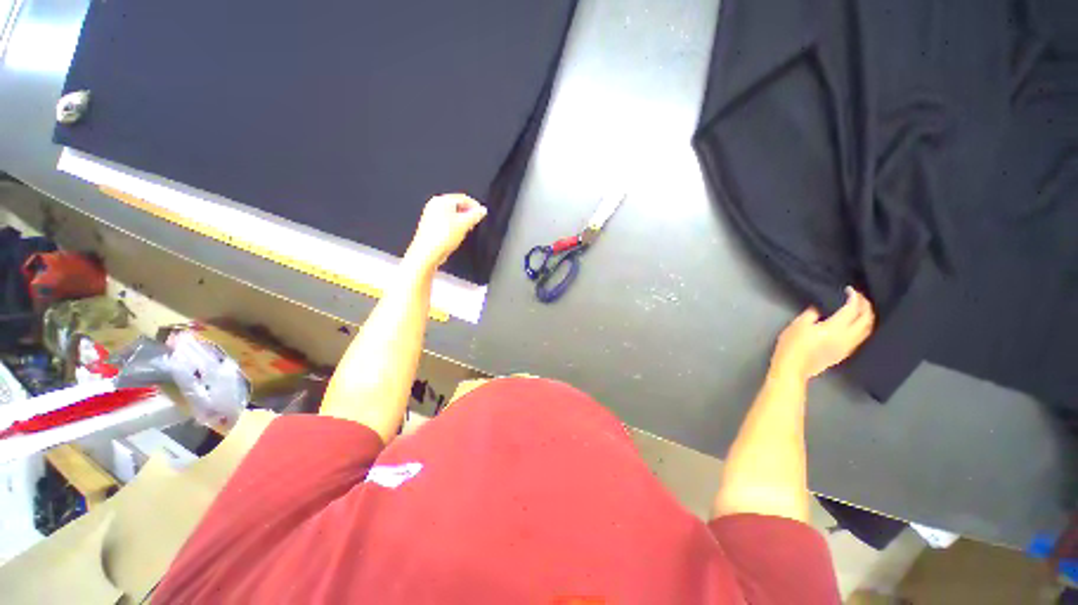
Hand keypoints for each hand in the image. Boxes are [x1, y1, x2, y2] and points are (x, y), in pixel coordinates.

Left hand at [404, 194, 486, 271]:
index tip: (482, 213)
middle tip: (476, 222)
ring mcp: (431, 216)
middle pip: (457, 206)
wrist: (428, 253)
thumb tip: (482, 211)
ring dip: (462, 221)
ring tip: (467, 230)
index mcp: (441, 200)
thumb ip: (475, 215)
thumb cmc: (441, 238)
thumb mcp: (464, 224)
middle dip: (468, 214)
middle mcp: (434, 205)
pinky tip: (457, 235)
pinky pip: (446, 222)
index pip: (463, 198)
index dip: (475, 206)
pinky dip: (454, 226)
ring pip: (452, 215)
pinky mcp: (431, 226)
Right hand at [769, 287, 874, 383]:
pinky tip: (855, 324)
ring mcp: (848, 346)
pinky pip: (861, 337)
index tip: (849, 290)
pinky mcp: (845, 353)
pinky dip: (862, 327)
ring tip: (861, 309)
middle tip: (859, 297)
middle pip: (865, 319)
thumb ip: (811, 314)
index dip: (853, 297)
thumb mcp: (797, 325)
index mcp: (834, 328)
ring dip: (867, 317)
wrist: (793, 367)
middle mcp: (847, 337)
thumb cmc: (792, 345)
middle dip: (865, 306)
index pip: (851, 309)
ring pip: (867, 329)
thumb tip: (819, 308)